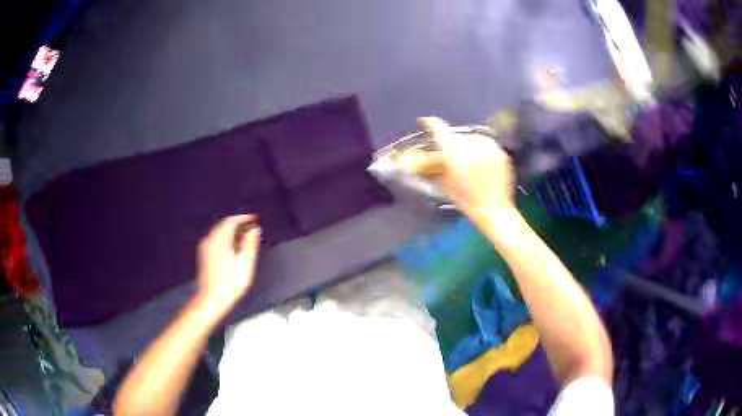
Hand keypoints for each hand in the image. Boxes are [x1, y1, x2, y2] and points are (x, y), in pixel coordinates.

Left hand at [196, 214, 260, 307]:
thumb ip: (250, 243)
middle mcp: (210, 240)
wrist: (212, 299)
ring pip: (218, 232)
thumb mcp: (245, 262)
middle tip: (250, 226)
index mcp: (220, 239)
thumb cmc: (231, 282)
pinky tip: (231, 247)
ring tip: (243, 236)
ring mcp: (205, 248)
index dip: (243, 218)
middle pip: (223, 225)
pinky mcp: (204, 256)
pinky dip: (224, 238)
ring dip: (230, 231)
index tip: (254, 219)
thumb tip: (255, 229)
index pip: (231, 221)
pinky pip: (214, 239)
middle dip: (236, 223)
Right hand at [419, 117, 514, 214]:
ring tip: (468, 161)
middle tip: (450, 154)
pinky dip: (481, 151)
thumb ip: (437, 165)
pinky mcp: (500, 151)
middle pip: (456, 136)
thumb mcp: (447, 183)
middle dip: (451, 143)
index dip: (430, 123)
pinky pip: (486, 145)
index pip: (439, 129)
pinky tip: (481, 163)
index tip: (425, 121)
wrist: (494, 210)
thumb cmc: (467, 200)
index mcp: (455, 152)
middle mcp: (472, 144)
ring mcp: (488, 146)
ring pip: (472, 139)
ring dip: (467, 146)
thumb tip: (429, 155)